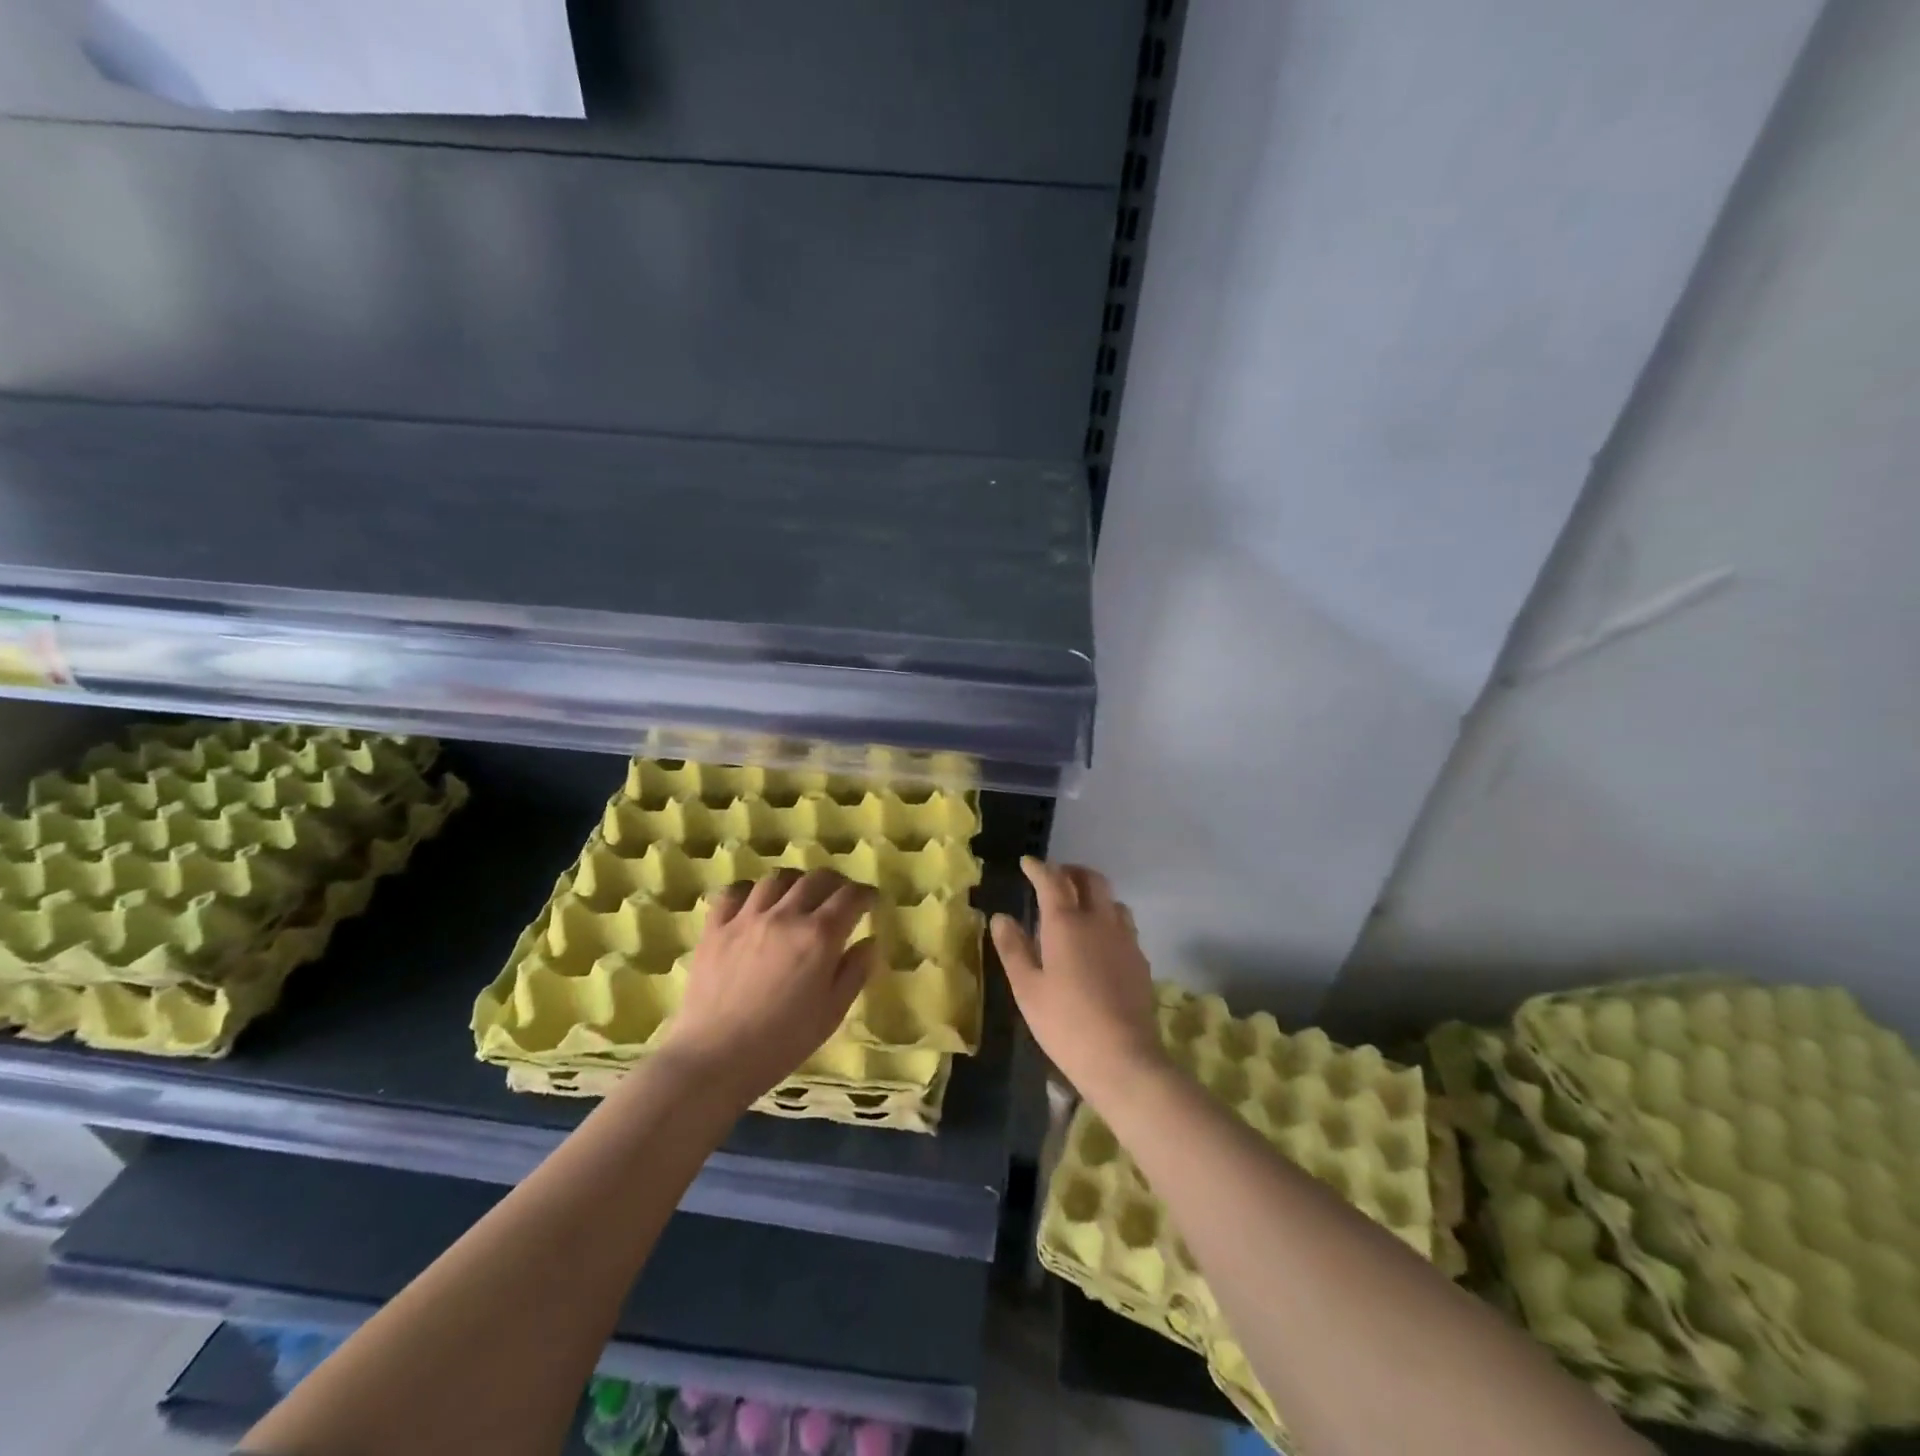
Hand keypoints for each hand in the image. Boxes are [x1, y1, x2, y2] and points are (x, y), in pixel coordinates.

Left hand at [661, 868, 878, 1106]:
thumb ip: (855, 972)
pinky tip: (755, 902)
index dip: (866, 894)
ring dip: (796, 882)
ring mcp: (747, 918)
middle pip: (816, 879)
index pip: (850, 897)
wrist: (715, 1059)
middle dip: (836, 883)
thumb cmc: (782, 1042)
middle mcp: (785, 915)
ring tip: (799, 895)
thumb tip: (868, 942)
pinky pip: (734, 892)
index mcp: (819, 936)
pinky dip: (750, 890)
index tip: (871, 901)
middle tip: (840, 897)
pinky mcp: (716, 927)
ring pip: (777, 878)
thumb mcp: (832, 1013)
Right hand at [991, 857, 1167, 1101]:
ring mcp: (1125, 939)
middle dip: (1071, 871)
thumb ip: (1013, 948)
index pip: (1052, 881)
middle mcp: (1099, 921)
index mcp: (1066, 923)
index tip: (1027, 863)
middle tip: (1055, 878)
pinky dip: (1108, 919)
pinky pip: (1124, 925)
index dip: (1038, 868)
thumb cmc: (1064, 1022)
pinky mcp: (1140, 959)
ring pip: (1112, 900)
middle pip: (1091, 880)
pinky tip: (1100, 941)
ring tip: (1079, 908)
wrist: (1123, 1058)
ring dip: (1094, 894)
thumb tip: (1002, 917)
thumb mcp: (1026, 988)